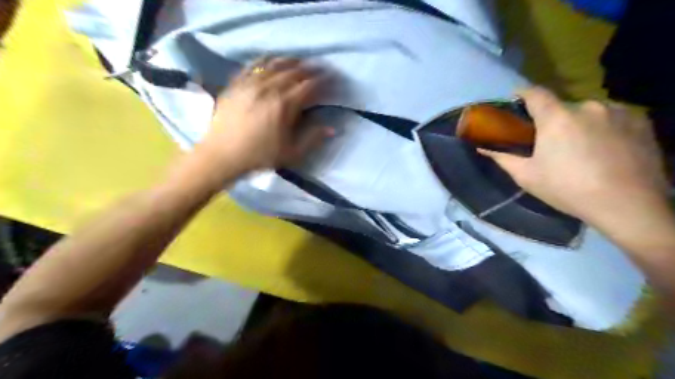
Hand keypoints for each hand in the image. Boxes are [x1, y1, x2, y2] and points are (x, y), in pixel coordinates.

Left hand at [196, 56, 331, 172]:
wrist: (222, 155)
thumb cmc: (259, 156)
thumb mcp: (291, 153)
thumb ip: (313, 139)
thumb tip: (332, 129)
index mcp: (285, 105)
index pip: (310, 86)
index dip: (324, 81)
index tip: (333, 80)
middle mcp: (269, 88)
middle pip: (295, 71)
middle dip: (312, 68)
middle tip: (321, 69)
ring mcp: (251, 83)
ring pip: (275, 63)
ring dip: (292, 61)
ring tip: (301, 62)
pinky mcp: (237, 83)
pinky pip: (254, 64)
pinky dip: (267, 60)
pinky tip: (273, 61)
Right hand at [479, 87, 668, 231]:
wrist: (627, 205)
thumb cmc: (567, 189)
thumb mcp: (527, 176)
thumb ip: (503, 158)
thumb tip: (482, 149)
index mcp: (556, 118)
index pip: (535, 93)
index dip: (523, 93)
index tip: (516, 99)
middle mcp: (586, 107)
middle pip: (562, 106)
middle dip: (552, 119)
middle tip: (549, 140)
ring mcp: (616, 112)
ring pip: (587, 112)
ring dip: (578, 123)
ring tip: (579, 147)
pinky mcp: (639, 121)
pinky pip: (612, 117)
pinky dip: (602, 127)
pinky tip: (603, 148)